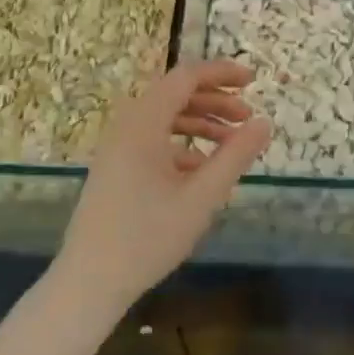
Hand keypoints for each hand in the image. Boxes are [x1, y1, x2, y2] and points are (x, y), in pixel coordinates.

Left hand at [58, 60, 270, 312]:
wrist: (90, 281)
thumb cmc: (148, 237)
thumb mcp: (202, 197)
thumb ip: (235, 156)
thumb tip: (263, 122)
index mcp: (143, 123)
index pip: (185, 77)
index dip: (221, 73)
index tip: (253, 81)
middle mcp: (126, 126)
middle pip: (174, 94)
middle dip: (214, 99)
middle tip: (247, 116)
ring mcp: (117, 148)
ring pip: (164, 118)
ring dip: (200, 122)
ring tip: (232, 143)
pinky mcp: (115, 168)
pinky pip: (153, 140)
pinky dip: (182, 144)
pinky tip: (203, 170)